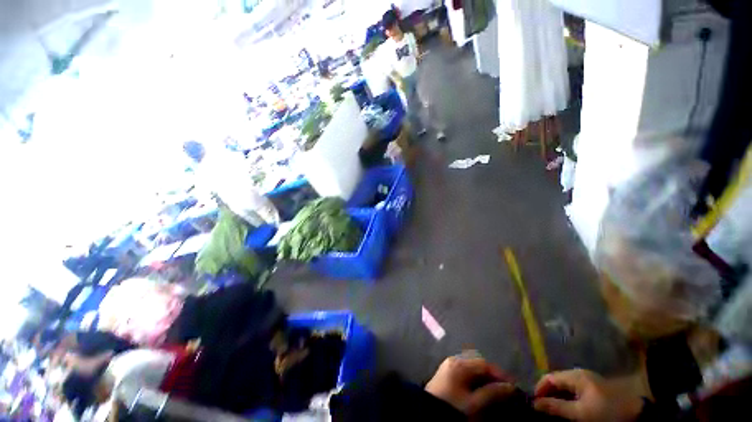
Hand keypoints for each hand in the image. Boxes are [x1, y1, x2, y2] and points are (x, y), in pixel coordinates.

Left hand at [425, 356, 514, 416]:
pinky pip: (464, 376)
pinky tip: (480, 395)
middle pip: (477, 366)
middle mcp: (453, 361)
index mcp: (459, 364)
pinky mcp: (446, 378)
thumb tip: (511, 387)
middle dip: (493, 378)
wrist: (425, 417)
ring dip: (484, 381)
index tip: (513, 388)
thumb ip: (493, 394)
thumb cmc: (451, 410)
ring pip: (471, 372)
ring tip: (496, 395)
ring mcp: (448, 369)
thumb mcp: (474, 405)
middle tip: (505, 392)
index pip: (484, 364)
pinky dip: (475, 384)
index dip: (500, 375)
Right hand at [533, 369, 643, 421]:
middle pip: (556, 383)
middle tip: (543, 412)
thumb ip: (557, 407)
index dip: (539, 390)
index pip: (548, 378)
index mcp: (574, 376)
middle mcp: (578, 375)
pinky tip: (569, 412)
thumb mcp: (582, 413)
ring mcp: (587, 382)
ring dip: (558, 400)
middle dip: (548, 396)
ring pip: (565, 389)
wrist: (640, 409)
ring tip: (554, 414)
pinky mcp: (595, 390)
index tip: (534, 405)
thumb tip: (535, 404)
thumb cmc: (608, 410)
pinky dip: (568, 401)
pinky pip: (575, 393)